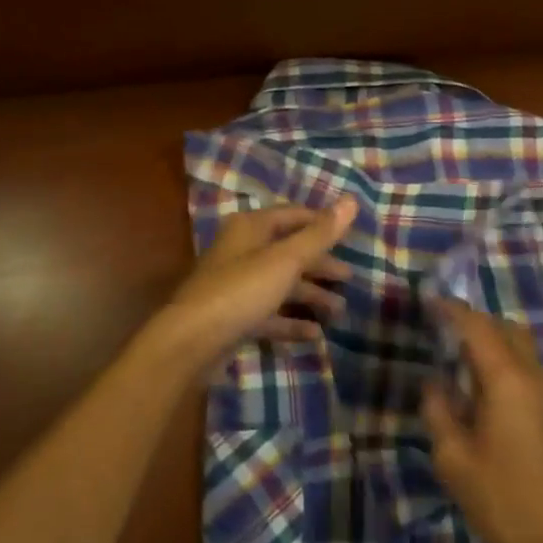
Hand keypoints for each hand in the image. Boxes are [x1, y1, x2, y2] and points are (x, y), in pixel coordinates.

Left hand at [149, 200, 356, 367]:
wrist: (190, 342)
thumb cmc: (241, 291)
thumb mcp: (286, 260)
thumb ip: (319, 234)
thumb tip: (352, 200)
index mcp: (251, 227)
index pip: (293, 216)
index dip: (322, 223)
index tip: (351, 236)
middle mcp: (242, 250)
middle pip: (288, 251)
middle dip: (319, 265)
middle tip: (349, 278)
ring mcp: (236, 285)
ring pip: (280, 284)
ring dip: (310, 295)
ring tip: (339, 311)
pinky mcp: (234, 316)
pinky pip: (269, 313)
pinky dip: (291, 321)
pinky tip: (314, 334)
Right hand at [421, 299, 542, 542]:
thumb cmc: (502, 499)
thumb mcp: (453, 458)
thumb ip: (439, 410)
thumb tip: (435, 383)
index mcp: (506, 379)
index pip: (476, 326)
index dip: (451, 310)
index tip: (428, 302)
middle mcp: (532, 375)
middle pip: (503, 328)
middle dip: (472, 321)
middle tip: (441, 330)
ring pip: (519, 344)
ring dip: (490, 340)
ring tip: (458, 357)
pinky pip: (526, 365)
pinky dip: (503, 359)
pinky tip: (481, 386)